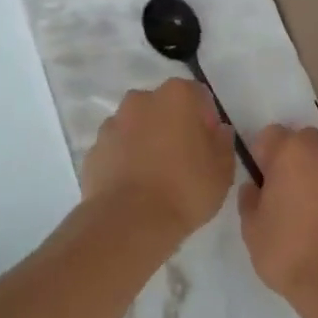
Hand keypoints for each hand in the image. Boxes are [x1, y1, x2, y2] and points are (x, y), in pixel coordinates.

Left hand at [81, 79, 235, 243]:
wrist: (129, 222)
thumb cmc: (185, 188)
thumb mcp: (222, 169)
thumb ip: (223, 142)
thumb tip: (217, 131)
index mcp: (177, 95)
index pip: (197, 95)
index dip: (206, 120)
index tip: (209, 146)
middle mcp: (142, 99)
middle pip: (164, 106)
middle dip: (173, 125)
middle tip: (184, 160)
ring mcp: (113, 123)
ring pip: (137, 125)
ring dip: (147, 141)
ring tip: (156, 176)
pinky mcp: (94, 149)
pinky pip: (117, 148)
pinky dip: (125, 159)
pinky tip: (134, 186)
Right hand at [238, 125, 317, 313]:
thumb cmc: (289, 250)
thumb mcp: (252, 229)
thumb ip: (250, 200)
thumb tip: (254, 188)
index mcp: (291, 150)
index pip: (269, 135)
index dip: (261, 155)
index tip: (259, 180)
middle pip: (301, 141)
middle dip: (290, 159)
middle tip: (280, 192)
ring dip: (313, 174)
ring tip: (303, 210)